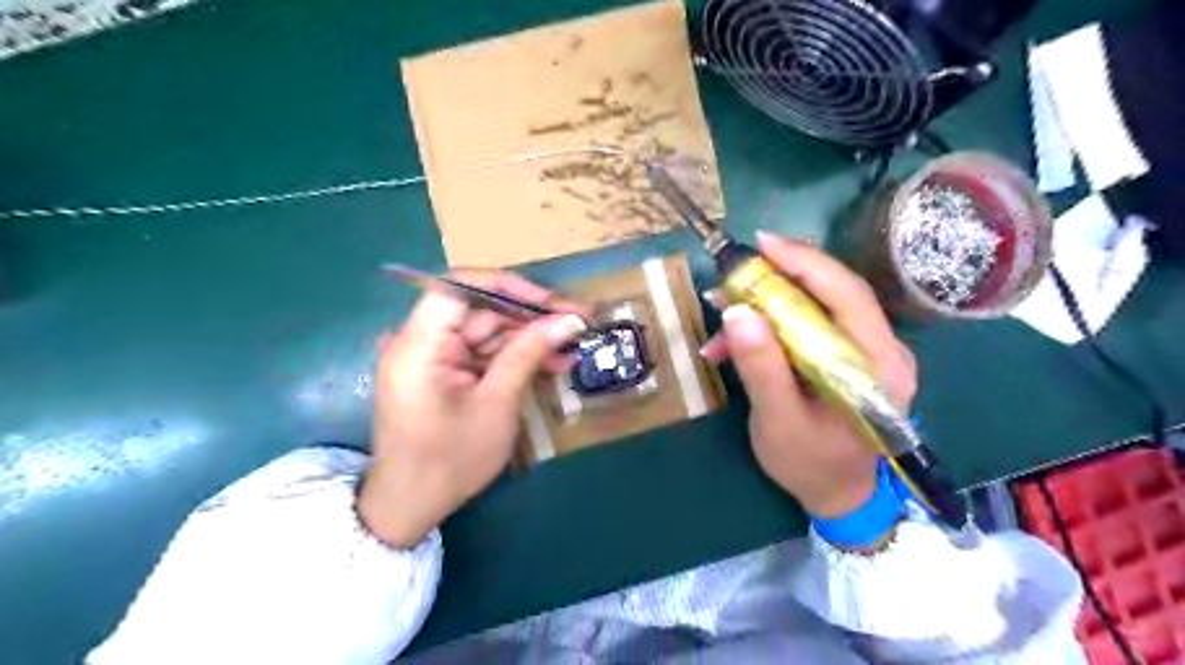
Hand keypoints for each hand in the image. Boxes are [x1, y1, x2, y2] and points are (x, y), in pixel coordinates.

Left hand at [357, 273, 585, 547]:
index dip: (507, 286)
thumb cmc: (450, 460)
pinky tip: (549, 363)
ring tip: (572, 350)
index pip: (459, 287)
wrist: (411, 507)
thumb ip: (529, 353)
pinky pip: (481, 353)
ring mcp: (430, 356)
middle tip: (576, 324)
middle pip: (479, 309)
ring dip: (528, 339)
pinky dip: (513, 357)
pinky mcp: (441, 372)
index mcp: (418, 344)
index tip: (549, 302)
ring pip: (486, 331)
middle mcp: (419, 340)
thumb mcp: (496, 404)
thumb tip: (569, 320)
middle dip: (529, 317)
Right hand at [701, 235, 914, 519]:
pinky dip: (773, 326)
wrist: (839, 496)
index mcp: (877, 364)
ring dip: (768, 304)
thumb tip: (737, 311)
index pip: (846, 294)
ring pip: (818, 306)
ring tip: (723, 313)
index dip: (804, 262)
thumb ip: (762, 367)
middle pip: (833, 292)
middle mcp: (883, 349)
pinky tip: (736, 342)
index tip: (761, 244)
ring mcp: (868, 352)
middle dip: (779, 277)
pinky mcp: (849, 357)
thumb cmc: (811, 464)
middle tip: (734, 273)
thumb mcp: (778, 420)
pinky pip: (811, 326)